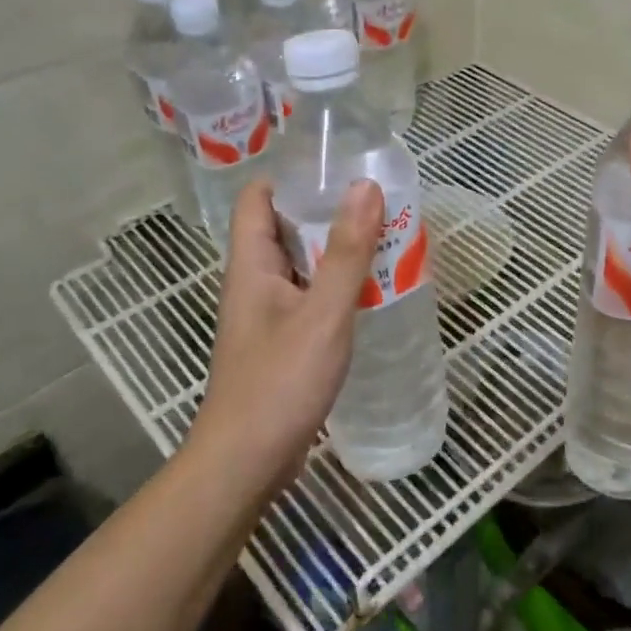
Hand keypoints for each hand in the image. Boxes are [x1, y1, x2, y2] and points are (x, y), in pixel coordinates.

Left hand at [187, 178, 384, 493]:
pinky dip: (337, 286)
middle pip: (284, 228)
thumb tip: (365, 186)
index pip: (258, 198)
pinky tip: (371, 291)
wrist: (246, 463)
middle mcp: (254, 282)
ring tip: (384, 238)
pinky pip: (310, 297)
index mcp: (251, 264)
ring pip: (301, 265)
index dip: (290, 177)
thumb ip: (347, 252)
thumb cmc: (279, 382)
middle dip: (326, 211)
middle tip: (376, 201)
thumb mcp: (323, 313)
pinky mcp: (282, 342)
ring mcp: (267, 315)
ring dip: (336, 251)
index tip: (336, 167)